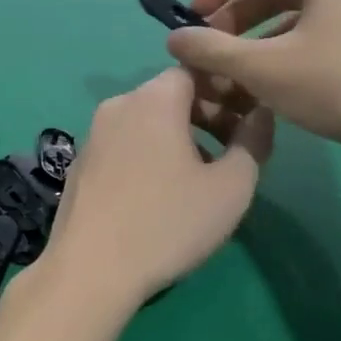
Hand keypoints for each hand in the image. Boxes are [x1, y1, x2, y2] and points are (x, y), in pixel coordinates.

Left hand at [34, 67, 271, 305]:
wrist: (90, 270)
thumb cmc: (167, 223)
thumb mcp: (231, 187)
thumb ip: (253, 142)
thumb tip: (260, 114)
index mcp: (154, 99)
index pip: (195, 70)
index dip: (228, 88)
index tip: (250, 118)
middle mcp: (118, 105)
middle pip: (170, 94)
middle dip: (208, 113)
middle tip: (235, 148)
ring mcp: (93, 135)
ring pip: (146, 121)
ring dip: (180, 136)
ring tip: (203, 175)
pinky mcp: (81, 164)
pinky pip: (125, 144)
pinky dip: (150, 153)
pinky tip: (162, 194)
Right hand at [166, 0, 340, 176]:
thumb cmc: (340, 84)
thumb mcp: (263, 68)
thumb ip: (211, 50)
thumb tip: (174, 39)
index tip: (193, 18)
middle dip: (241, 12)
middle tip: (216, 45)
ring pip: (311, 4)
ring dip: (269, 29)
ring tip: (247, 65)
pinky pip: (337, 21)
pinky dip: (303, 39)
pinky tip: (291, 75)